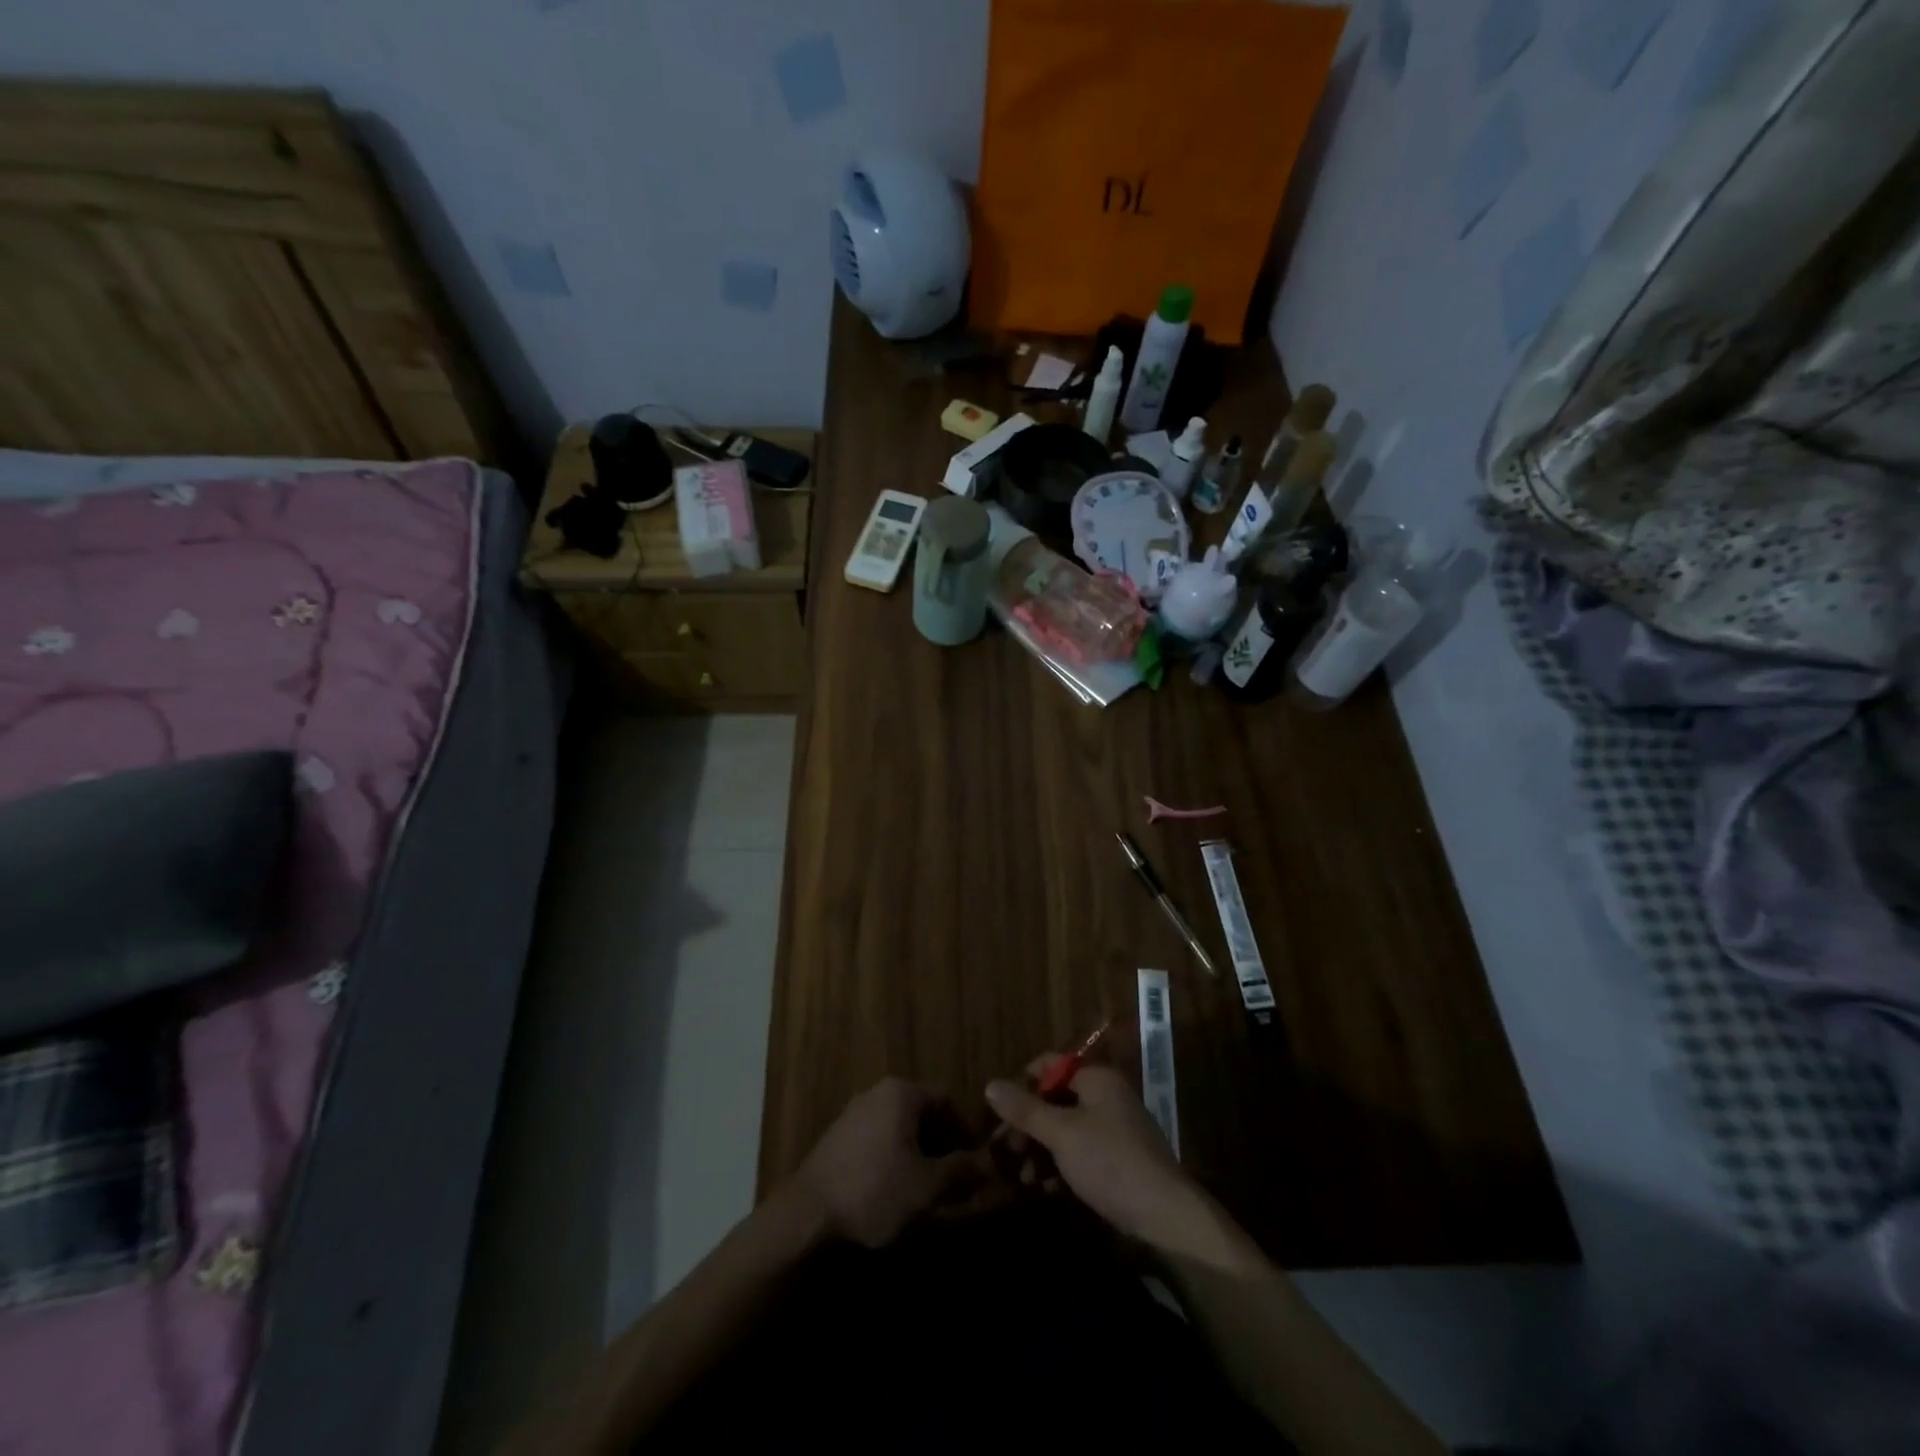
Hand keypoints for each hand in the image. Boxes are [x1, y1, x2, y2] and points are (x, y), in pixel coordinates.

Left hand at [787, 1078, 988, 1248]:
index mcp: (901, 1093)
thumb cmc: (874, 1191)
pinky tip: (897, 1193)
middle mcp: (877, 1093)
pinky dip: (896, 1160)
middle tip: (958, 1180)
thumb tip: (994, 1163)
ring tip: (930, 1191)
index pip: (947, 1099)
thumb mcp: (928, 1186)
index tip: (979, 1161)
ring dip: (921, 1155)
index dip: (967, 1130)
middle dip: (945, 1145)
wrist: (805, 1216)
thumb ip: (964, 1171)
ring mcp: (854, 1114)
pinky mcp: (837, 1139)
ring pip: (901, 1128)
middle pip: (924, 1113)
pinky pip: (879, 1140)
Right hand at [985, 1057, 1210, 1251]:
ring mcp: (1114, 1129)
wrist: (1164, 1216)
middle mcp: (1106, 1096)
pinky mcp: (1118, 1160)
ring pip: (1066, 1129)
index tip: (1001, 1113)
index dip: (1023, 1084)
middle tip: (1006, 1151)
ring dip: (1041, 1150)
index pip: (1050, 1065)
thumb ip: (1025, 1110)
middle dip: (1029, 1125)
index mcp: (1097, 1078)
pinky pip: (1080, 1152)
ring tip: (1023, 1178)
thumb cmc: (1109, 1162)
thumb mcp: (1061, 1134)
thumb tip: (990, 1085)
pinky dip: (1061, 1166)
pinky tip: (1046, 1189)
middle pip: (1056, 1099)